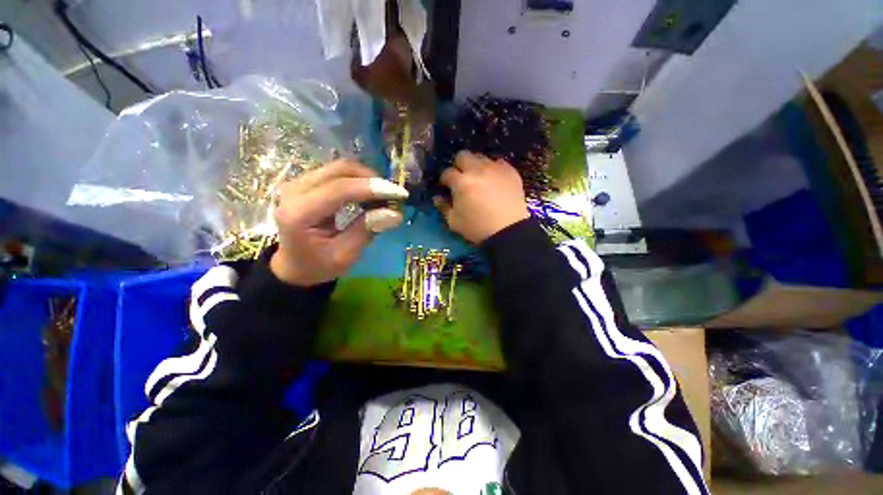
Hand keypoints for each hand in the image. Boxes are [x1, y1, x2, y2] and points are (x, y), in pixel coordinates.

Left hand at [270, 160, 408, 286]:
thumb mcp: (344, 255)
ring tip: (383, 197)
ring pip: (340, 168)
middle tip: (393, 196)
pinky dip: (358, 181)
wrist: (293, 266)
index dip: (373, 188)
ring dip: (366, 179)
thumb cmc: (317, 266)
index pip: (340, 189)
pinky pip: (337, 174)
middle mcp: (295, 191)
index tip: (400, 194)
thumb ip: (367, 231)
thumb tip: (395, 213)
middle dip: (372, 180)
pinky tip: (369, 195)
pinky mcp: (305, 183)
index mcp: (299, 213)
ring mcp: (298, 183)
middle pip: (340, 170)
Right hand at [434, 151, 529, 243]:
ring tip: (479, 179)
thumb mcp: (454, 222)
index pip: (447, 172)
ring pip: (481, 157)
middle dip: (459, 165)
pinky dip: (493, 169)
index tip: (446, 187)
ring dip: (476, 166)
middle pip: (463, 155)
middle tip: (462, 179)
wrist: (508, 231)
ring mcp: (495, 168)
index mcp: (461, 182)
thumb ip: (443, 207)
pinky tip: (494, 181)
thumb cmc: (477, 228)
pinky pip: (498, 162)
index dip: (445, 180)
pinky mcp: (510, 171)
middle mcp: (477, 170)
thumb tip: (437, 197)